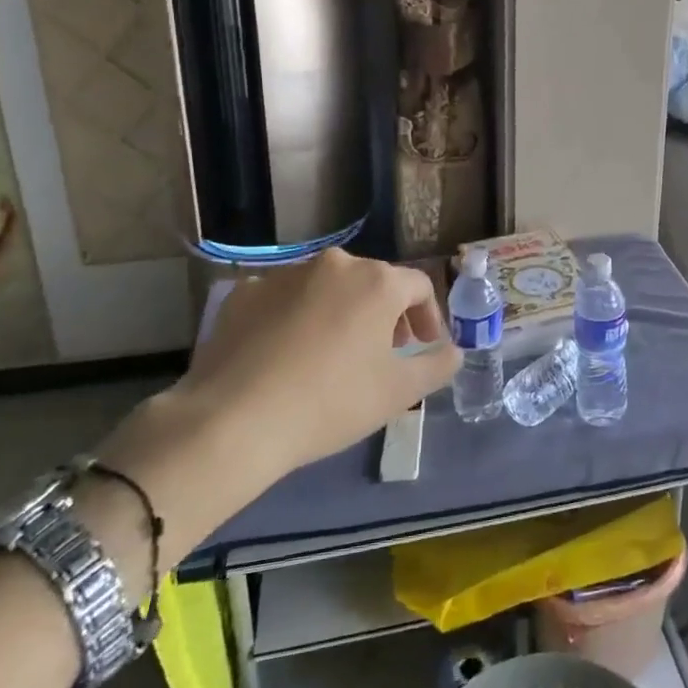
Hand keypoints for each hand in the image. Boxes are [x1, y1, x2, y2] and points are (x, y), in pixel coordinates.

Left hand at [93, 250, 459, 563]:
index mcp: (376, 281)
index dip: (429, 316)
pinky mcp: (245, 294)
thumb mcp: (398, 393)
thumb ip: (437, 366)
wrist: (232, 422)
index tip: (424, 346)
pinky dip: (296, 319)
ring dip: (341, 313)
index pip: (419, 286)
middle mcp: (334, 264)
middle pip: (373, 283)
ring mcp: (285, 275)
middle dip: (385, 315)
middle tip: (383, 354)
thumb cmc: (330, 402)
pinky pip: (285, 300)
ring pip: (327, 288)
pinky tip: (286, 357)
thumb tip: (455, 351)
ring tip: (333, 356)